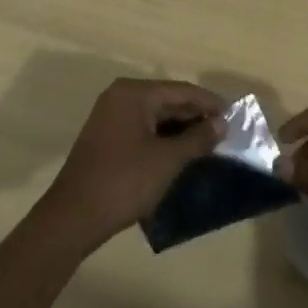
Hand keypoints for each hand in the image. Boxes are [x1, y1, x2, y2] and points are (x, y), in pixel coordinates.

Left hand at [38, 78, 226, 253]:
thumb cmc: (124, 182)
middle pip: (167, 99)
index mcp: (134, 93)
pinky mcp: (106, 136)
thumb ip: (197, 139)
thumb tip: (221, 124)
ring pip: (155, 115)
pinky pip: (143, 127)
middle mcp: (120, 96)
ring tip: (208, 143)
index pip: (180, 90)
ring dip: (180, 128)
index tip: (234, 115)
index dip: (209, 102)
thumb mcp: (167, 160)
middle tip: (224, 131)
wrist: (73, 217)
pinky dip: (163, 137)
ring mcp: (110, 116)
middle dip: (195, 115)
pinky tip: (181, 152)